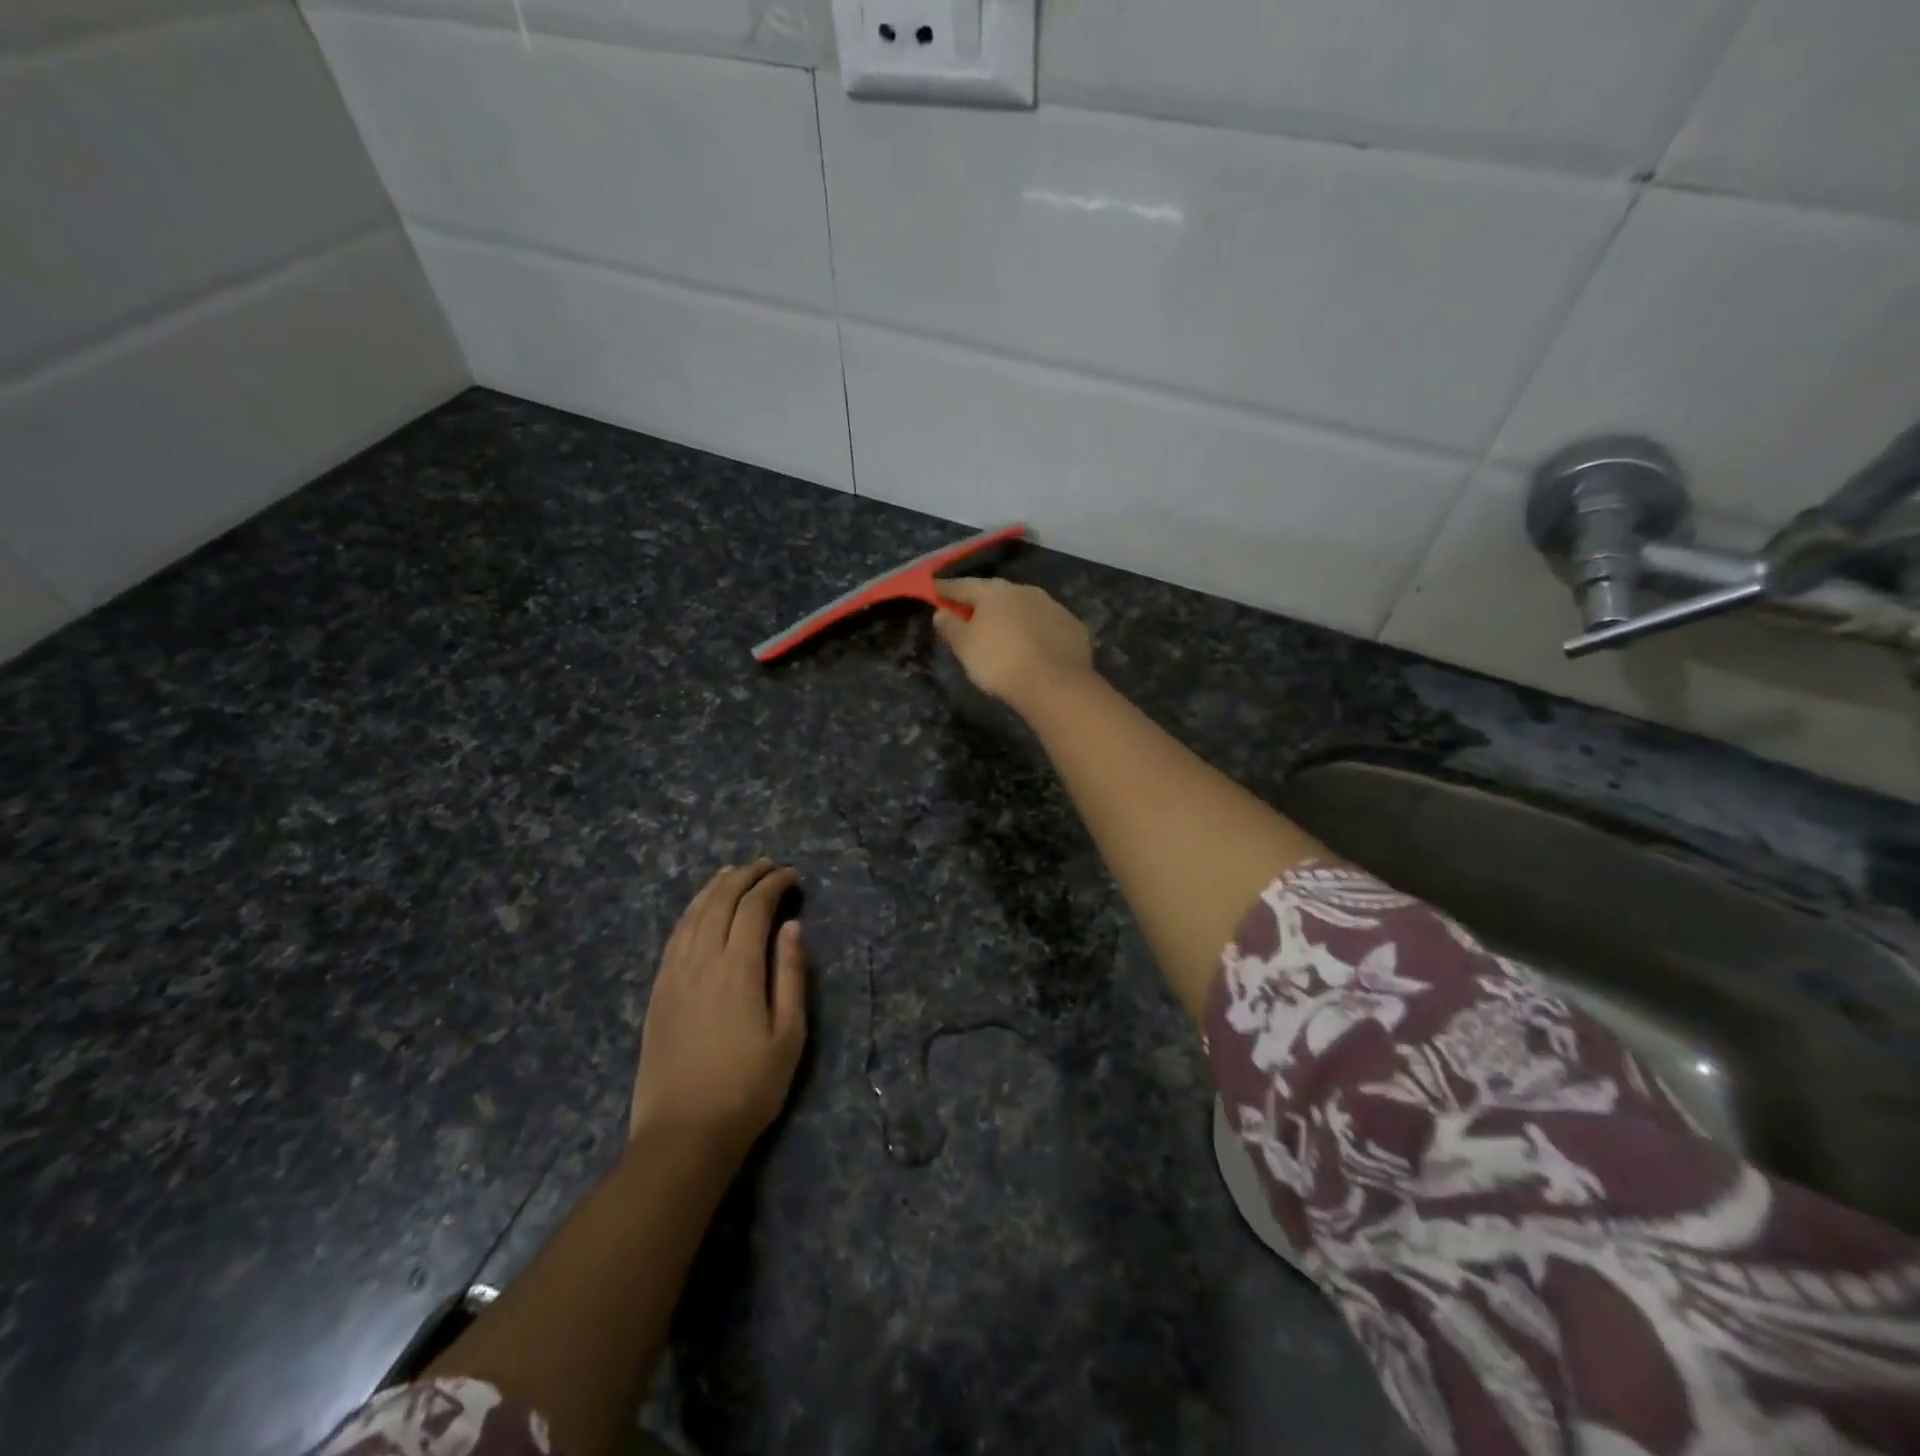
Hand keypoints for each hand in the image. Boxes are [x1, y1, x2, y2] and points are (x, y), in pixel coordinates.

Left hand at [630, 860, 806, 1155]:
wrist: (683, 1134)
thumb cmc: (748, 1087)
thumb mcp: (789, 1035)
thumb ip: (791, 975)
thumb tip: (792, 927)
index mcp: (737, 968)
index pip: (754, 908)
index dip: (773, 885)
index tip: (791, 875)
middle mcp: (701, 960)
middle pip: (720, 901)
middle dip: (745, 876)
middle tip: (766, 865)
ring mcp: (673, 975)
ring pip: (693, 914)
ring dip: (715, 887)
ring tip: (732, 873)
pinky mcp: (657, 992)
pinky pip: (673, 937)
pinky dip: (690, 912)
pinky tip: (698, 910)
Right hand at [933, 578, 1096, 713]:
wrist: (1055, 685)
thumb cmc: (1000, 663)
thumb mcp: (965, 647)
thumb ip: (950, 626)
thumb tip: (941, 612)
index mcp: (994, 592)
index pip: (963, 585)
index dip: (946, 589)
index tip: (934, 590)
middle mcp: (1025, 590)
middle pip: (996, 593)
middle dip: (982, 603)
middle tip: (970, 614)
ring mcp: (1053, 606)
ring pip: (1025, 607)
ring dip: (1012, 616)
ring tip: (1004, 632)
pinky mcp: (1073, 626)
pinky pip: (1047, 625)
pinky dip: (1037, 631)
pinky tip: (1034, 646)